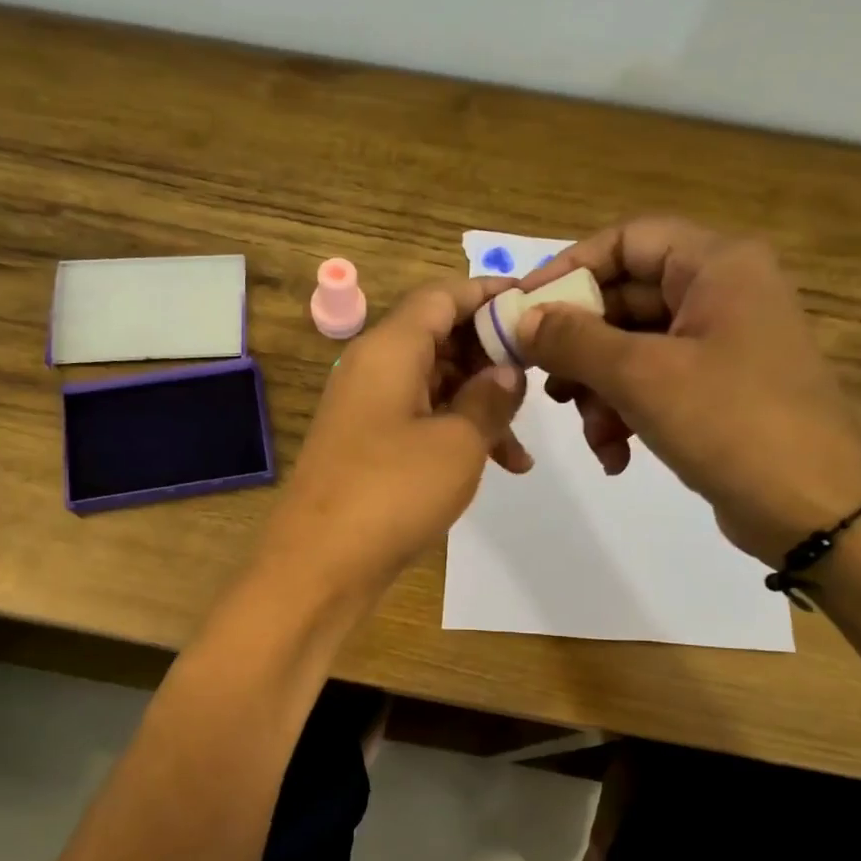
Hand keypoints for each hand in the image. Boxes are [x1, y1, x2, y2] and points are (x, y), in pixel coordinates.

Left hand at [261, 278, 529, 599]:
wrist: (320, 566)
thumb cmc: (393, 492)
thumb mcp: (458, 442)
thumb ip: (490, 397)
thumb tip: (505, 370)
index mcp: (389, 349)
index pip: (442, 295)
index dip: (489, 295)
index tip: (535, 309)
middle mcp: (373, 369)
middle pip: (439, 338)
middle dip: (491, 356)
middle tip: (539, 380)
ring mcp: (367, 410)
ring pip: (435, 385)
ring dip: (481, 405)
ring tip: (523, 445)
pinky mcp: (368, 447)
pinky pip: (420, 421)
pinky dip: (457, 434)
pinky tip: (500, 466)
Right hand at [516, 217, 860, 564]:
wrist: (815, 508)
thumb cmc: (732, 422)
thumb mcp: (642, 376)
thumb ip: (574, 340)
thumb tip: (522, 318)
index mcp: (717, 266)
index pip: (627, 240)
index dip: (569, 268)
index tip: (522, 308)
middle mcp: (720, 295)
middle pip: (624, 299)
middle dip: (580, 348)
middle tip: (543, 382)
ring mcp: (720, 346)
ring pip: (631, 350)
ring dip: (598, 392)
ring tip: (592, 434)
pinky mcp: (716, 392)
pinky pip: (652, 387)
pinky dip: (625, 417)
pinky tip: (615, 457)